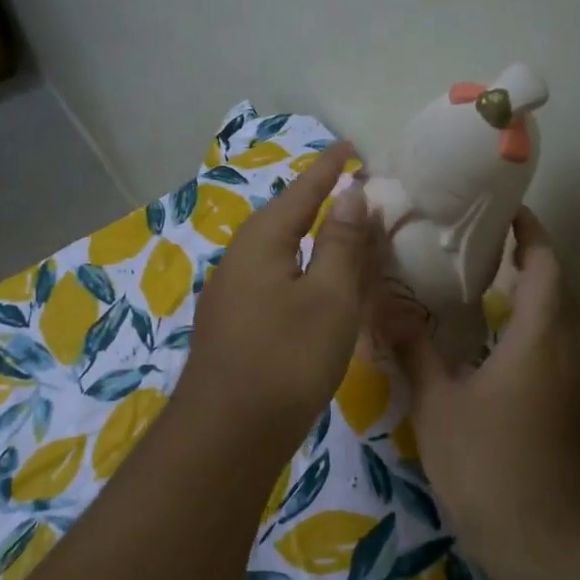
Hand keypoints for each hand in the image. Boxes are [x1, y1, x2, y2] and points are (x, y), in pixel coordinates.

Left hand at [178, 142, 378, 449]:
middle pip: (282, 219)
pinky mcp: (231, 327)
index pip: (301, 192)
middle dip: (316, 203)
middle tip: (351, 192)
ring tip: (336, 235)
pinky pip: (270, 282)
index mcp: (260, 242)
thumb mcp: (328, 297)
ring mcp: (228, 296)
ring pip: (275, 254)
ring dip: (307, 240)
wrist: (228, 432)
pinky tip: (309, 289)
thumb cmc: (287, 357)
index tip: (351, 147)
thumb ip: (339, 244)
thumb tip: (349, 195)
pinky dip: (297, 273)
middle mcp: (236, 261)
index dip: (328, 170)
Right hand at [393, 209, 579, 561]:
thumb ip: (415, 350)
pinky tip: (503, 345)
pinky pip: (564, 348)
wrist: (545, 541)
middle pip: (563, 288)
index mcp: (539, 337)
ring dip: (541, 294)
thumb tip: (385, 307)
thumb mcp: (438, 404)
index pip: (545, 266)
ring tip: (495, 285)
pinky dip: (541, 327)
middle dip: (535, 259)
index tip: (507, 210)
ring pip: (568, 320)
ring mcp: (578, 383)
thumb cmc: (488, 464)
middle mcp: (569, 350)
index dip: (531, 233)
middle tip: (489, 245)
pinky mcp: (575, 409)